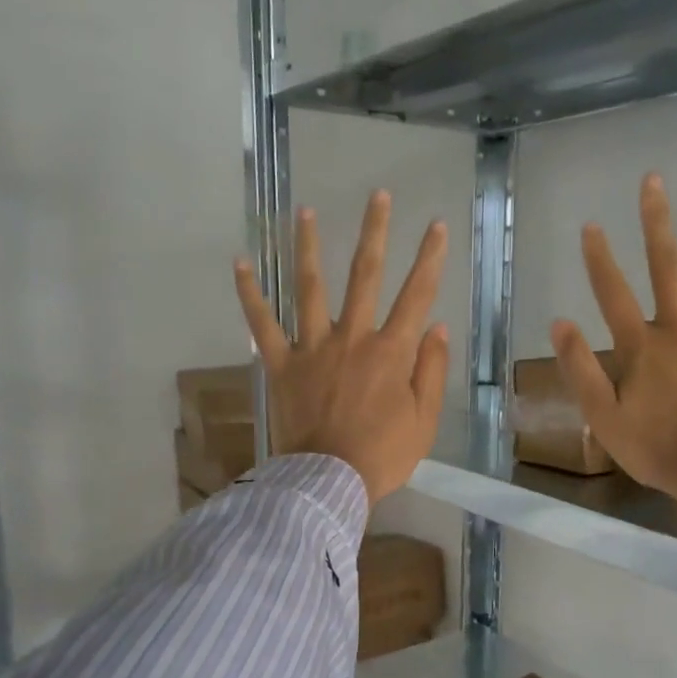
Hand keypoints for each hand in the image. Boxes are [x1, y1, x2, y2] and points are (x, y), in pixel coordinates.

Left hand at [235, 190, 449, 503]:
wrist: (329, 481)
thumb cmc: (382, 456)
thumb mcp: (423, 420)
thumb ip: (430, 370)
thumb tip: (436, 327)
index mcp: (390, 352)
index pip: (416, 295)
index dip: (429, 259)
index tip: (435, 226)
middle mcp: (352, 338)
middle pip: (365, 275)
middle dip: (374, 232)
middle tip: (377, 196)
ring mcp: (312, 348)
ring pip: (310, 287)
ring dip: (308, 246)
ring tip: (305, 211)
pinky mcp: (280, 364)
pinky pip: (262, 324)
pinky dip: (249, 293)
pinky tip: (240, 262)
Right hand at [550, 173, 676, 546]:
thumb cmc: (651, 446)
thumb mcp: (601, 414)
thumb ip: (580, 367)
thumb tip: (560, 322)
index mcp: (640, 347)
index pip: (614, 293)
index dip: (599, 258)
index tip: (591, 224)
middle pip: (666, 268)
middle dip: (657, 223)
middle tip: (654, 181)